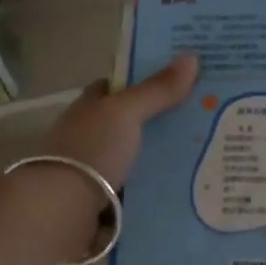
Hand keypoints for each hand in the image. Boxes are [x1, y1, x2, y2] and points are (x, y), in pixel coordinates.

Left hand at [43, 54, 200, 189]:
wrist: (63, 209)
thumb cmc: (91, 150)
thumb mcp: (126, 112)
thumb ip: (157, 89)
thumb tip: (192, 56)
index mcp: (88, 108)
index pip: (114, 88)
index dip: (140, 82)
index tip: (175, 82)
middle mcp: (87, 135)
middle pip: (127, 123)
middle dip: (157, 122)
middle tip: (201, 119)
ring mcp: (93, 169)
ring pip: (134, 156)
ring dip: (158, 156)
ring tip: (202, 154)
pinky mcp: (101, 200)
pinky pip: (136, 188)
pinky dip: (154, 186)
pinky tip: (183, 186)